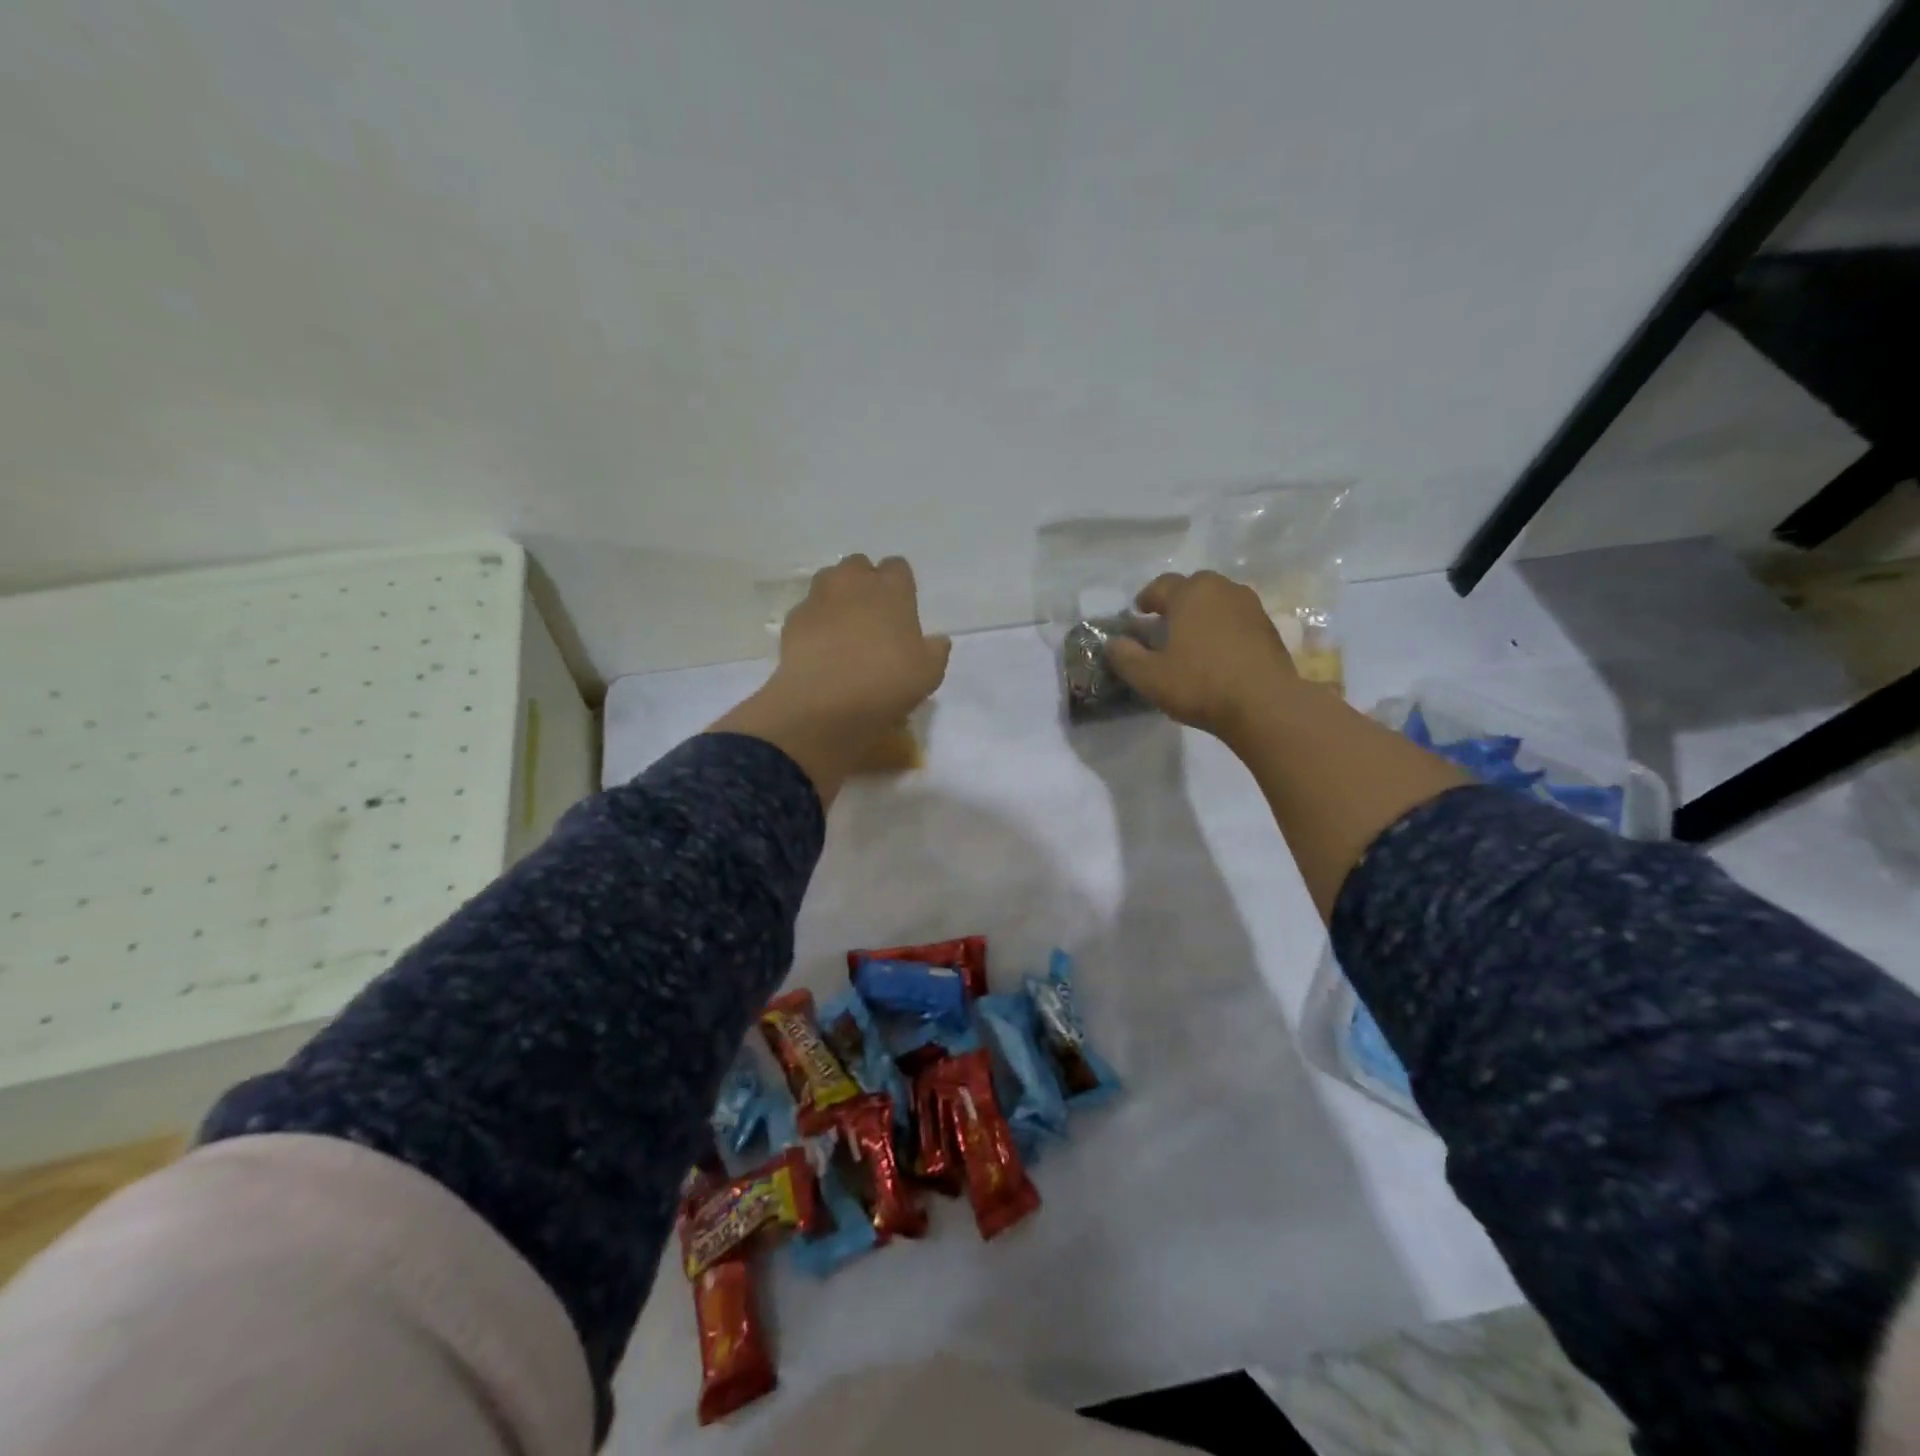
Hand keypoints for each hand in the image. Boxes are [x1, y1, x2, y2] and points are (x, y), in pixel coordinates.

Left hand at [774, 554, 950, 725]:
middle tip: (872, 616)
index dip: (900, 586)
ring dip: (837, 597)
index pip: (898, 567)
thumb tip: (937, 640)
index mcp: (891, 588)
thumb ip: (935, 651)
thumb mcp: (928, 673)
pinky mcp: (793, 620)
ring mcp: (818, 598)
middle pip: (859, 565)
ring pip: (829, 581)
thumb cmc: (886, 682)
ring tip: (844, 629)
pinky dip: (815, 623)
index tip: (902, 609)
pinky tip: (821, 649)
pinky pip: (808, 611)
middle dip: (864, 583)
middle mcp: (853, 582)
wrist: (825, 704)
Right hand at [1105, 570, 1299, 742]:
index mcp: (1190, 593)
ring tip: (1192, 637)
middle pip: (1193, 587)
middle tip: (1164, 623)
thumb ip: (1125, 656)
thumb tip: (1113, 643)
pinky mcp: (1268, 627)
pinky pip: (1236, 618)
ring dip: (1202, 612)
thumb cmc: (1200, 684)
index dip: (1146, 599)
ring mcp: (1250, 606)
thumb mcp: (1149, 677)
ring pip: (1218, 600)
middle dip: (1176, 601)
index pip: (1160, 585)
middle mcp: (1221, 589)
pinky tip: (1217, 651)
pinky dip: (1223, 626)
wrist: (1264, 704)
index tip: (1138, 614)